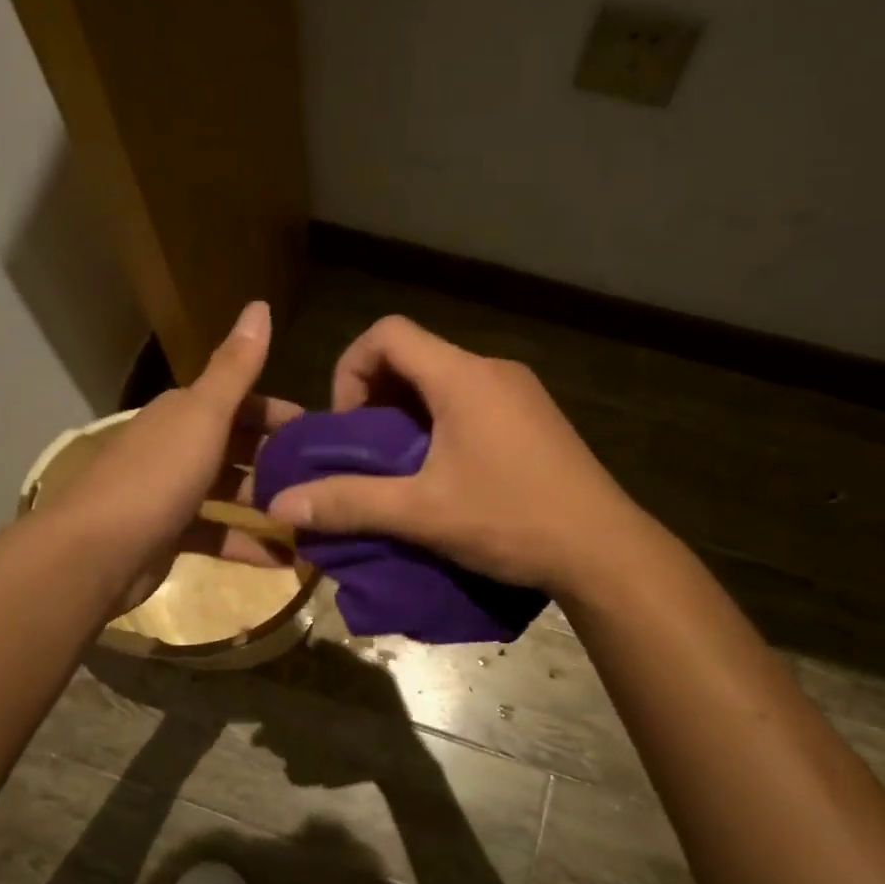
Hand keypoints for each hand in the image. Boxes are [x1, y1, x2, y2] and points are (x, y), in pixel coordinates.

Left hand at [48, 301, 301, 614]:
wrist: (96, 553)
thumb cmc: (157, 476)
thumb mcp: (204, 415)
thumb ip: (236, 368)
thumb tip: (259, 304)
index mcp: (183, 413)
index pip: (239, 402)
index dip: (278, 413)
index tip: (319, 432)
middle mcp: (176, 447)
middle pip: (236, 447)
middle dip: (277, 460)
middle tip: (323, 478)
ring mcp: (171, 493)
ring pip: (229, 491)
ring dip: (266, 503)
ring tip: (310, 516)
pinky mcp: (170, 537)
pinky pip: (218, 535)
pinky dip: (247, 545)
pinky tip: (284, 559)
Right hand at [262, 315, 638, 594]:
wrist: (604, 550)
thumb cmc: (511, 519)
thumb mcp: (422, 513)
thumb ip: (348, 503)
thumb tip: (280, 506)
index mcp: (462, 376)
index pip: (388, 333)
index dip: (351, 369)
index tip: (350, 426)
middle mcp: (492, 369)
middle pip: (414, 356)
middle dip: (377, 399)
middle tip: (368, 454)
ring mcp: (520, 392)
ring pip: (443, 382)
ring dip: (409, 416)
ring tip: (401, 470)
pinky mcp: (535, 418)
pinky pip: (472, 402)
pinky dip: (442, 425)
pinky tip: (445, 476)